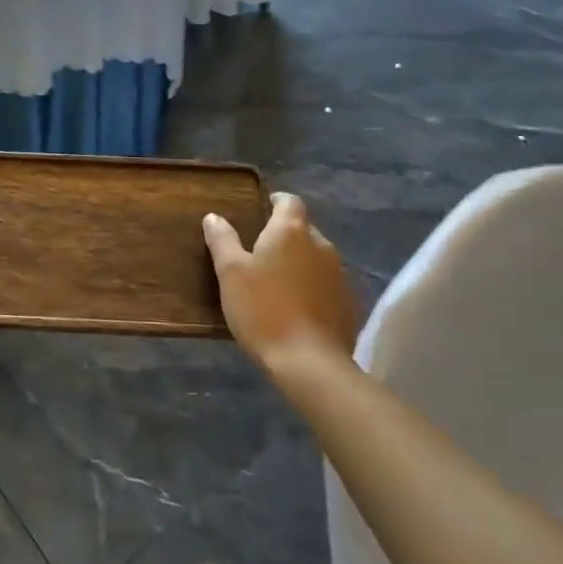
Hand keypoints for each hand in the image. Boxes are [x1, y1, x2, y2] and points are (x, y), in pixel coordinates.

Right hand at [203, 193, 356, 371]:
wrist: (309, 362)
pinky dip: (312, 287)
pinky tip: (297, 308)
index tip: (261, 211)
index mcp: (291, 231)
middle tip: (260, 253)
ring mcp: (339, 275)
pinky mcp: (348, 303)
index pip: (289, 201)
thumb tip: (214, 217)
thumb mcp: (230, 273)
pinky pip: (327, 284)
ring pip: (316, 258)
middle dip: (285, 236)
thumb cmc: (263, 309)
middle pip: (303, 229)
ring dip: (299, 263)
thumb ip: (222, 240)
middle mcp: (321, 245)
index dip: (275, 202)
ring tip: (277, 282)